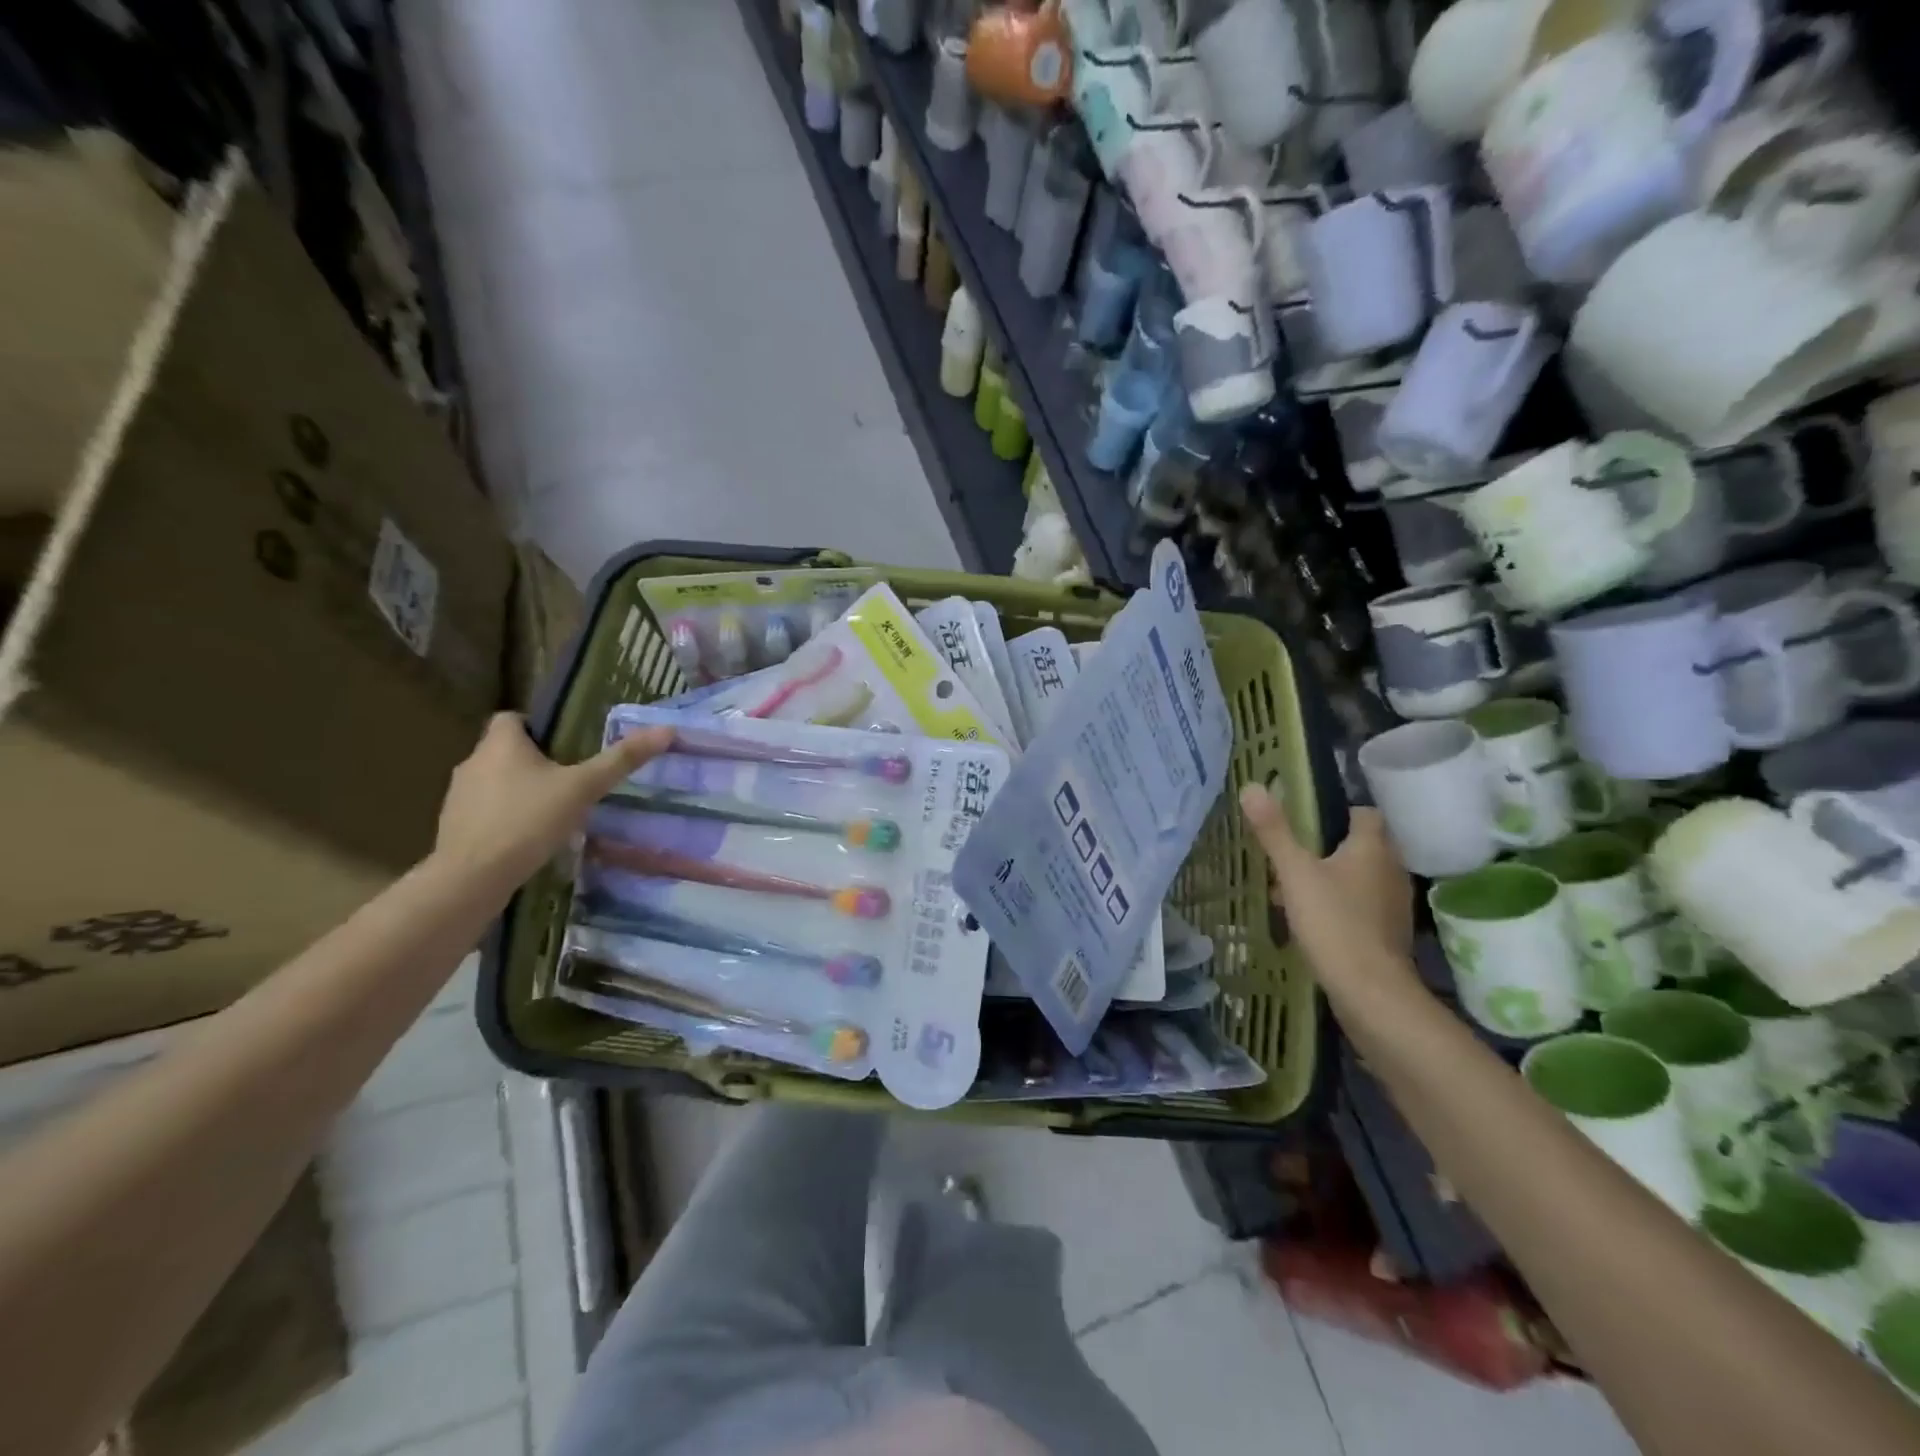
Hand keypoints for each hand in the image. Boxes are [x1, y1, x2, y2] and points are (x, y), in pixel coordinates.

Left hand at [434, 714, 673, 883]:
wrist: (471, 878)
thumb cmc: (528, 821)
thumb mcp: (583, 788)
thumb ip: (621, 760)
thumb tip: (666, 730)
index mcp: (500, 743)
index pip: (512, 717)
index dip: (538, 726)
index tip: (566, 745)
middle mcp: (473, 762)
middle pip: (506, 751)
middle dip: (535, 762)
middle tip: (571, 780)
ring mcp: (458, 797)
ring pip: (495, 782)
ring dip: (520, 791)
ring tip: (554, 811)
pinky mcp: (454, 828)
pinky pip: (486, 812)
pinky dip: (506, 819)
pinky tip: (530, 839)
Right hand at [1238, 786, 1414, 984]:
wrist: (1371, 992)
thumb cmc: (1334, 922)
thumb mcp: (1294, 872)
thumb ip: (1274, 831)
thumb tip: (1252, 786)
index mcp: (1374, 847)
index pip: (1365, 813)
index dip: (1339, 812)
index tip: (1308, 820)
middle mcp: (1392, 870)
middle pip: (1362, 846)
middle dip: (1329, 848)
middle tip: (1293, 854)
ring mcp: (1394, 905)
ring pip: (1360, 878)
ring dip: (1333, 879)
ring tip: (1294, 889)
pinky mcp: (1389, 934)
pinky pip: (1362, 907)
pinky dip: (1341, 906)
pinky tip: (1313, 921)